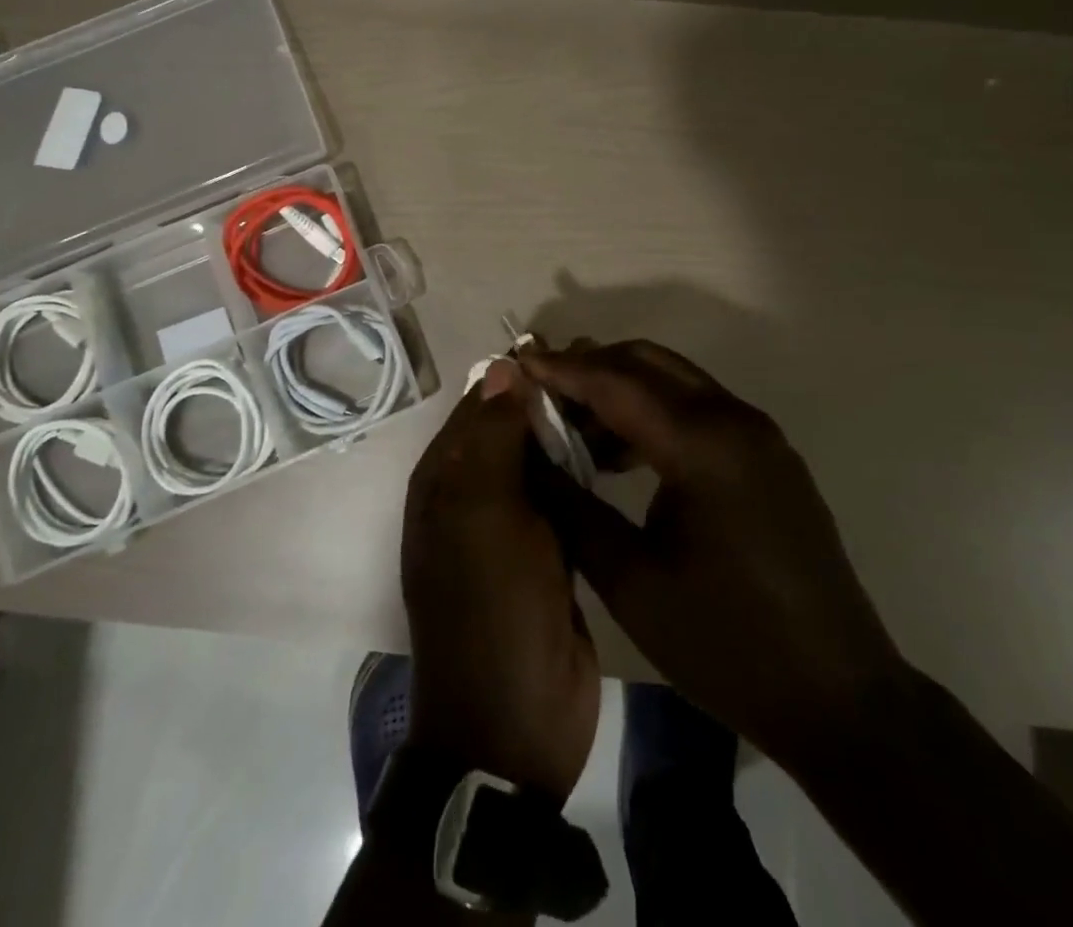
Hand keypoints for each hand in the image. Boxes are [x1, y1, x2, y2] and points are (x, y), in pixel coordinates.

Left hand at [400, 360, 599, 802]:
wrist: (514, 724)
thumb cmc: (491, 610)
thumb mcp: (484, 517)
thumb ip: (493, 439)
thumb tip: (503, 367)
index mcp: (447, 480)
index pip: (483, 404)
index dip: (524, 374)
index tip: (576, 349)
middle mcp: (474, 494)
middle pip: (516, 428)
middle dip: (557, 399)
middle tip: (613, 369)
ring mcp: (514, 525)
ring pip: (544, 459)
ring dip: (575, 431)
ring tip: (626, 400)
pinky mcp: (550, 552)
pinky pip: (566, 496)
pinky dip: (588, 470)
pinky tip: (625, 451)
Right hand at [521, 340, 902, 766]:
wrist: (838, 697)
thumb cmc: (726, 645)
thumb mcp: (631, 582)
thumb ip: (572, 509)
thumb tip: (526, 458)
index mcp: (703, 446)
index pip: (617, 382)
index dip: (562, 370)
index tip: (515, 364)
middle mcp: (735, 421)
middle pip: (649, 363)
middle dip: (591, 366)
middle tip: (541, 389)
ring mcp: (759, 435)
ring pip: (676, 382)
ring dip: (623, 389)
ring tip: (573, 427)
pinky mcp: (769, 456)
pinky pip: (700, 409)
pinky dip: (655, 412)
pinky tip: (624, 454)